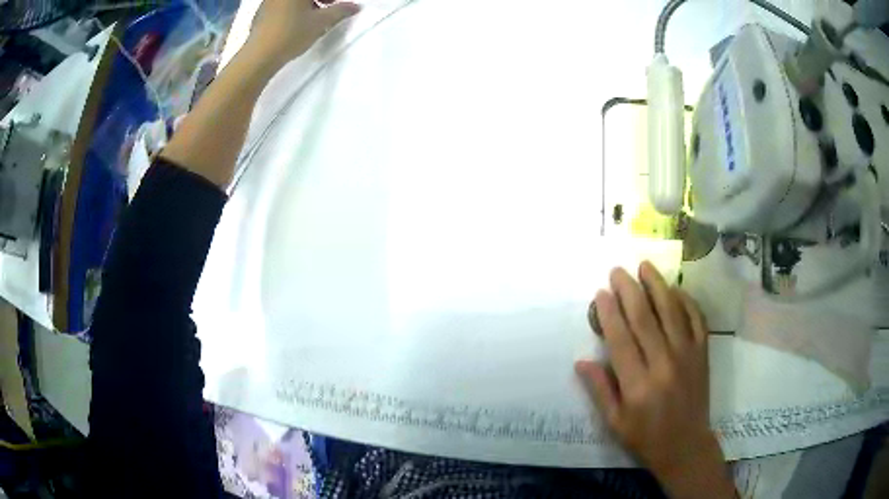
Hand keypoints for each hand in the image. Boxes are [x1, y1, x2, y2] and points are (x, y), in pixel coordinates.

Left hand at [248, 0, 360, 71]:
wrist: (259, 55)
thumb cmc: (291, 34)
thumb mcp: (321, 22)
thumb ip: (340, 11)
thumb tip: (355, 6)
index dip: (333, 0)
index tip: (338, 4)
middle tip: (331, 5)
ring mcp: (269, 0)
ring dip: (308, 2)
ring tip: (315, 16)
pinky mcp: (261, 12)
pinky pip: (282, 4)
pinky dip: (294, 8)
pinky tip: (297, 22)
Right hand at [575, 262, 734, 498]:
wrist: (686, 446)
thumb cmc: (645, 437)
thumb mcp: (614, 421)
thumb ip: (599, 389)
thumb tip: (581, 360)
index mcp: (637, 385)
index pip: (620, 339)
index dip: (609, 312)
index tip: (600, 292)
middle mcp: (663, 364)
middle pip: (645, 318)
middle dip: (629, 290)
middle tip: (617, 271)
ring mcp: (687, 355)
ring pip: (671, 311)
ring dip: (657, 285)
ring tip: (645, 266)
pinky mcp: (703, 353)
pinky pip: (697, 319)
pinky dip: (687, 301)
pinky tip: (675, 289)